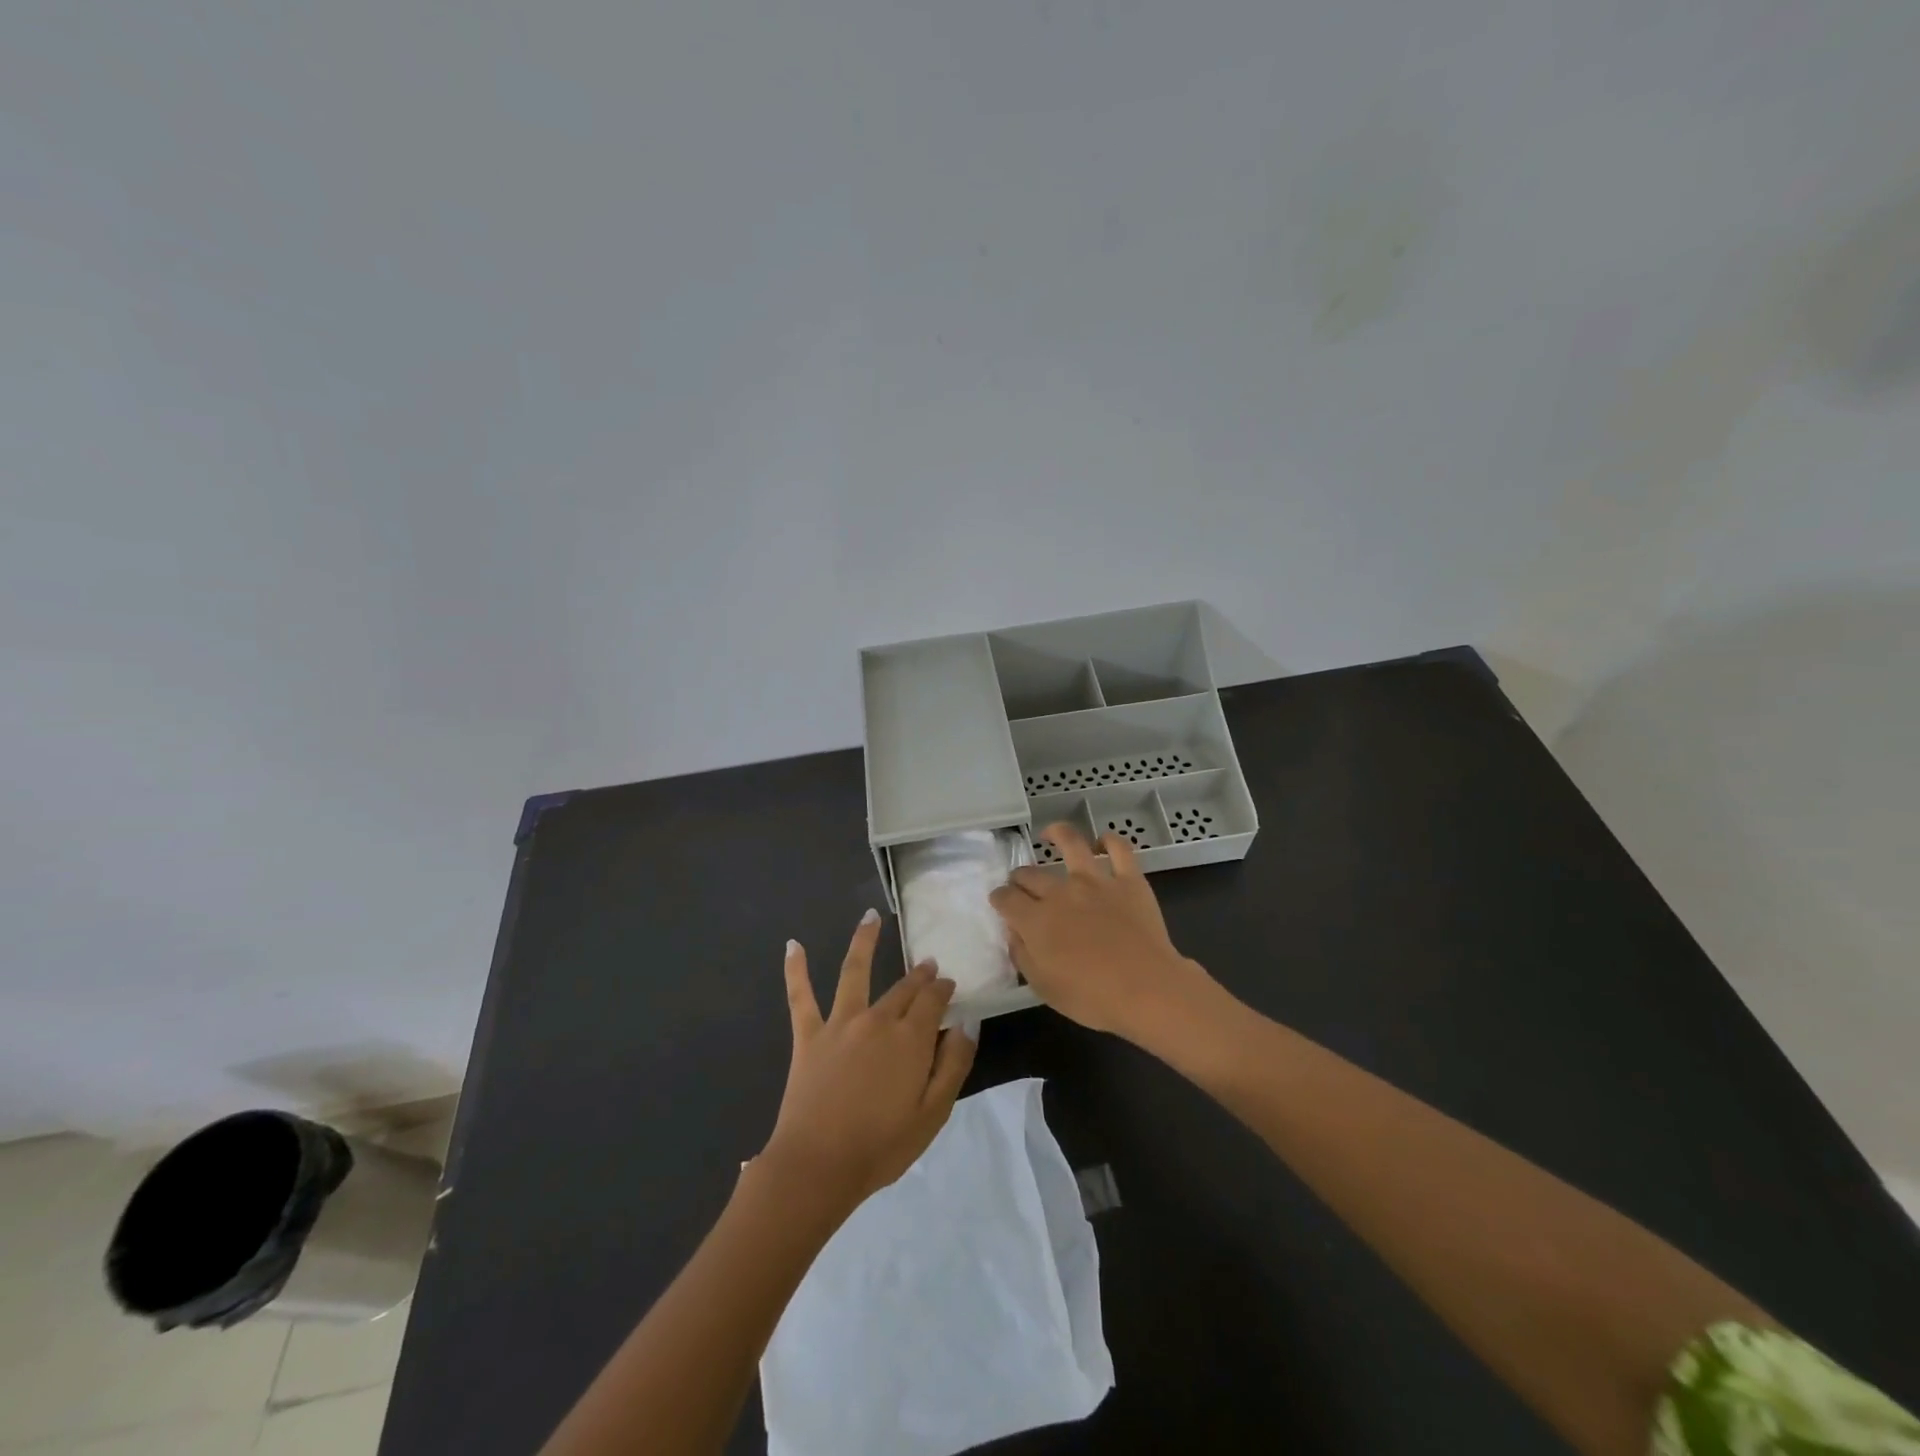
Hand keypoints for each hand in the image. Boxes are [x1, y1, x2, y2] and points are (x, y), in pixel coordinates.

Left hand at [762, 911, 976, 1216]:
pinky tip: (792, 944)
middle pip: (902, 988)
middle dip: (918, 974)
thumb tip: (966, 1023)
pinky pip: (800, 996)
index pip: (933, 1000)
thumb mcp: (934, 1113)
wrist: (819, 1166)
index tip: (949, 984)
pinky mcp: (808, 1035)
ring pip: (854, 971)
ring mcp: (840, 1023)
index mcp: (911, 1038)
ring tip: (870, 917)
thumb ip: (953, 1064)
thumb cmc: (882, 1146)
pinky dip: (795, 969)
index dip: (943, 989)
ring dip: (864, 941)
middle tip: (927, 964)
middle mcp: (877, 1019)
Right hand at [990, 822, 1211, 1040]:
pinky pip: (1120, 849)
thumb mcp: (1043, 986)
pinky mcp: (1128, 880)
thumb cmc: (1091, 998)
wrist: (1147, 990)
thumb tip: (1014, 931)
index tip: (1000, 902)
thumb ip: (1022, 954)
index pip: (1005, 898)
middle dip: (1020, 877)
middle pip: (1030, 874)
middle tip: (1022, 884)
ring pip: (1071, 843)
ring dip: (1056, 834)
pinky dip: (1110, 840)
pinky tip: (1103, 841)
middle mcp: (1060, 892)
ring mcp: (1096, 881)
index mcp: (1036, 920)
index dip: (999, 898)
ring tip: (1050, 834)